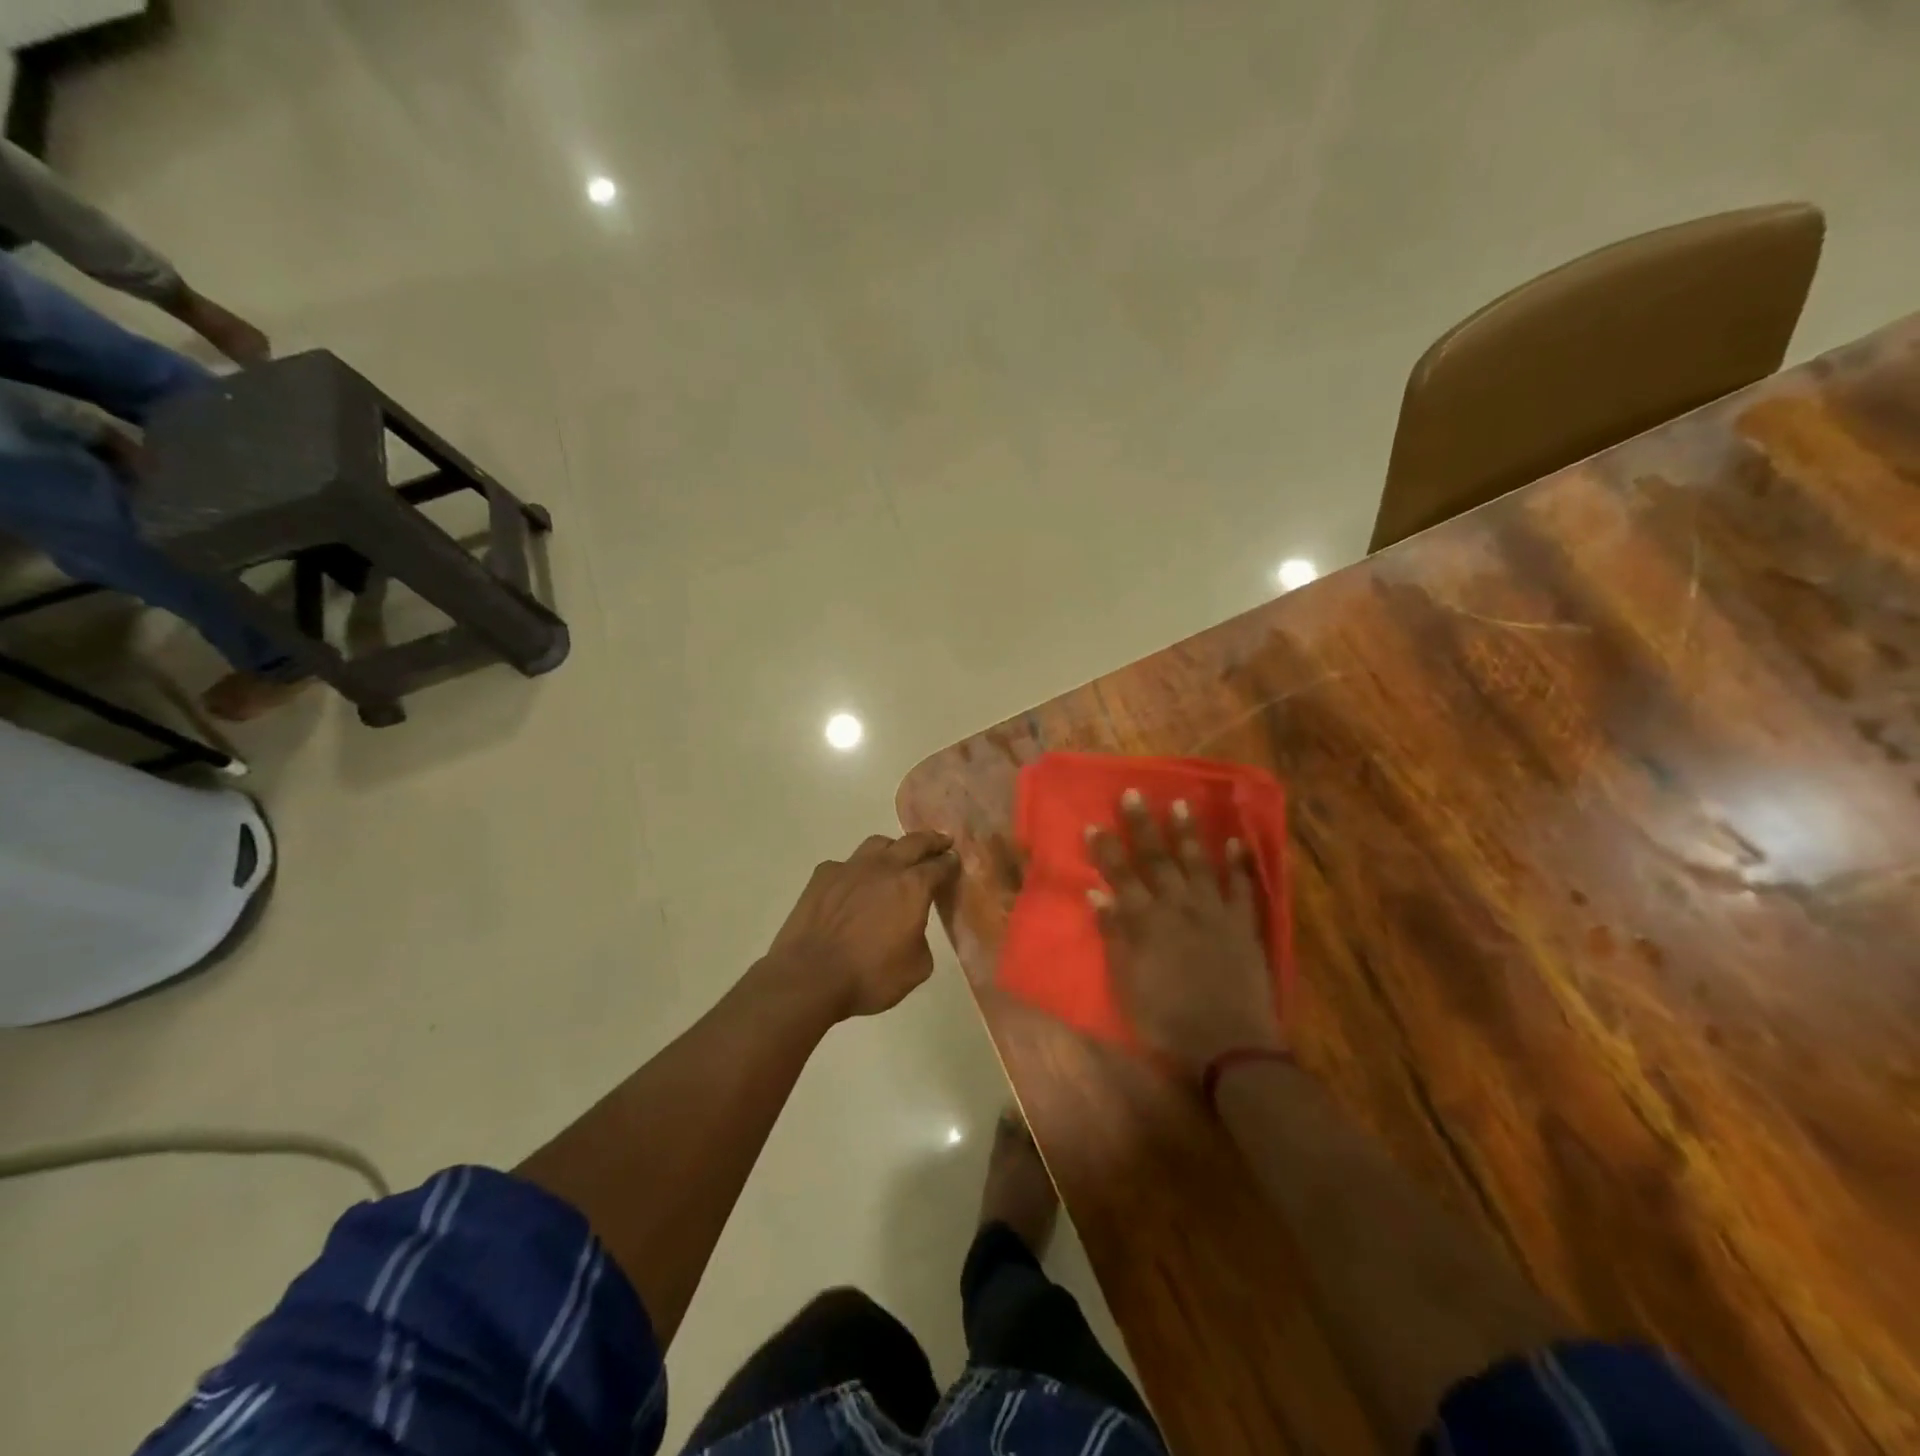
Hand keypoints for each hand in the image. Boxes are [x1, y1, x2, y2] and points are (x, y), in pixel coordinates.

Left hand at [765, 831, 959, 1018]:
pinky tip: (853, 885)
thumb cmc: (869, 976)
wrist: (809, 976)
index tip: (955, 861)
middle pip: (914, 842)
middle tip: (941, 843)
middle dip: (931, 841)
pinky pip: (846, 864)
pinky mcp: (823, 875)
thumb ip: (922, 939)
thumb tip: (912, 928)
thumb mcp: (916, 968)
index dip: (951, 863)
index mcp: (913, 887)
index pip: (940, 866)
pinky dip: (856, 870)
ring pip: (878, 843)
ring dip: (893, 848)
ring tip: (896, 858)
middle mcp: (884, 867)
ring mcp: (850, 867)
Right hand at [1088, 790, 1280, 1078]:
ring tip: (1181, 804)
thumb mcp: (1127, 983)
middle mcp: (1178, 907)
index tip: (1094, 823)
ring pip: (1198, 864)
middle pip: (1157, 860)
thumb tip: (1098, 894)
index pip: (1121, 876)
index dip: (1106, 850)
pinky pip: (1243, 887)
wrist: (1229, 1045)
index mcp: (1146, 922)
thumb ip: (1115, 936)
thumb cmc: (1167, 1020)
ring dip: (1188, 834)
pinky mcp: (1243, 925)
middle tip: (1134, 794)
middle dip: (1143, 826)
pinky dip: (1240, 863)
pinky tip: (1236, 841)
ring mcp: (1214, 913)